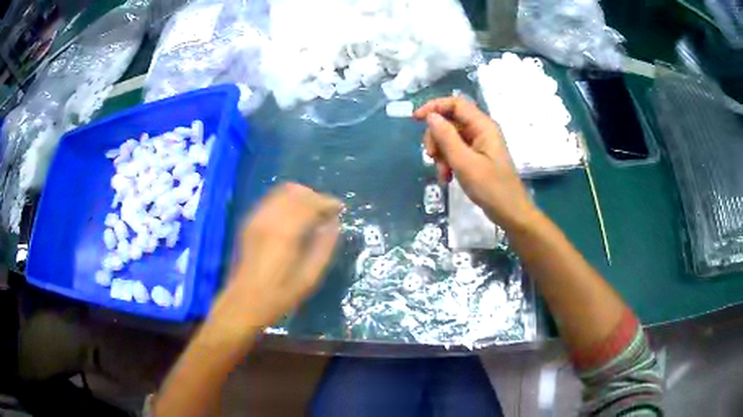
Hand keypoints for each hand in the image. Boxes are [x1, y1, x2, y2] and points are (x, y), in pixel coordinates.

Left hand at [210, 183, 341, 330]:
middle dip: (316, 197)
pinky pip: (271, 200)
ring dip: (301, 196)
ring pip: (282, 192)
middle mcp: (269, 218)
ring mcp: (256, 218)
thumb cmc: (280, 294)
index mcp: (286, 233)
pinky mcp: (249, 221)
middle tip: (327, 212)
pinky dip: (287, 201)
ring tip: (312, 212)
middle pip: (296, 192)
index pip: (311, 203)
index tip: (340, 209)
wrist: (245, 301)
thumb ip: (324, 246)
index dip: (328, 202)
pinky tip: (294, 216)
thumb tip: (334, 224)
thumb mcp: (310, 277)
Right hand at [414, 96, 536, 229]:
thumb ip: (446, 137)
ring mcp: (479, 144)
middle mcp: (481, 130)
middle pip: (449, 121)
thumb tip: (431, 116)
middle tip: (432, 157)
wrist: (510, 213)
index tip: (416, 120)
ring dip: (441, 154)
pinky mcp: (476, 157)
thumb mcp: (465, 162)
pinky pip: (456, 152)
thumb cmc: (491, 188)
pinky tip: (447, 178)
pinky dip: (448, 162)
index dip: (434, 107)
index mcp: (483, 126)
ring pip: (450, 138)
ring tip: (443, 174)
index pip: (455, 103)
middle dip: (436, 138)